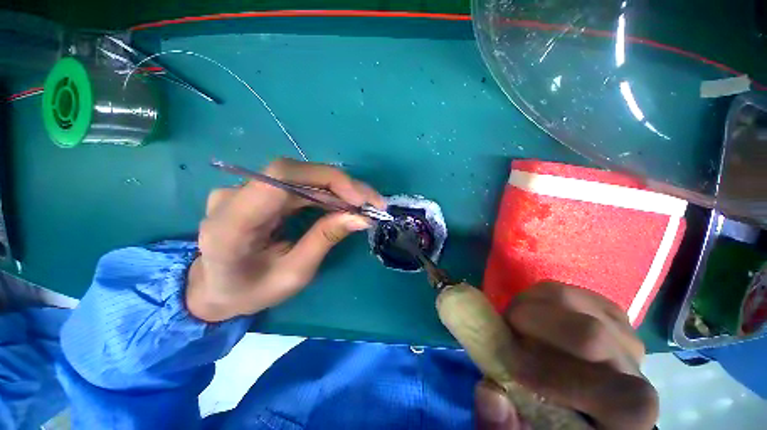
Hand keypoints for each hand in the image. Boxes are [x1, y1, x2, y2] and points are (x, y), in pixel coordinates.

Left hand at [186, 158, 384, 322]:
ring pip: (301, 177)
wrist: (215, 288)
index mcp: (233, 223)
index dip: (327, 179)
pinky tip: (342, 204)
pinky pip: (297, 184)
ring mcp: (243, 189)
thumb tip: (361, 216)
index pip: (281, 177)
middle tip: (372, 203)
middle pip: (296, 173)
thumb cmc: (251, 291)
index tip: (361, 199)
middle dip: (341, 185)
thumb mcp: (294, 273)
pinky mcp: (256, 190)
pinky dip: (325, 193)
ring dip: (337, 189)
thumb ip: (325, 239)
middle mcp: (233, 196)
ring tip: (363, 205)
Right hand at [475, 282, 658, 429]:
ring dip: (528, 307)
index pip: (625, 400)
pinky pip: (564, 289)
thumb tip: (490, 391)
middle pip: (588, 336)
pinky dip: (537, 297)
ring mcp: (623, 332)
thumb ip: (503, 427)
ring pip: (569, 300)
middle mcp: (637, 370)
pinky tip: (533, 314)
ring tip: (516, 323)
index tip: (514, 367)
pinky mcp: (605, 308)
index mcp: (628, 418)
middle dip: (530, 328)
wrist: (576, 392)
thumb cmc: (549, 420)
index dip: (560, 380)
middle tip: (507, 334)